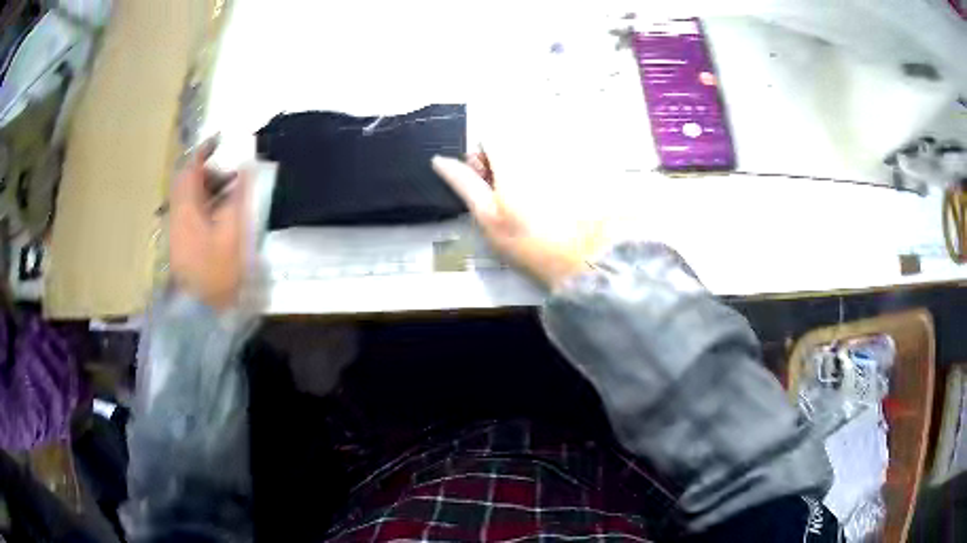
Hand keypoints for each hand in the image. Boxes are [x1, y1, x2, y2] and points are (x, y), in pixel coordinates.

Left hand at [170, 138, 247, 310]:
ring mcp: (177, 231)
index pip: (190, 169)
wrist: (201, 314)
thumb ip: (239, 195)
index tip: (222, 140)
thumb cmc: (219, 272)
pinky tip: (221, 216)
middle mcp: (176, 215)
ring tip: (232, 196)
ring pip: (189, 198)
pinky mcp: (181, 244)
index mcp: (186, 209)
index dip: (204, 150)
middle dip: (209, 172)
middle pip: (187, 182)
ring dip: (209, 189)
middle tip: (233, 176)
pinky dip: (205, 205)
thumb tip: (247, 166)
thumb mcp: (234, 232)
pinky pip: (190, 213)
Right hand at [432, 151, 606, 288]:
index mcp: (512, 155)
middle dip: (507, 162)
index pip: (488, 137)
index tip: (488, 184)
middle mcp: (539, 146)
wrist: (585, 260)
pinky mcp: (587, 165)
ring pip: (538, 151)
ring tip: (538, 201)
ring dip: (531, 167)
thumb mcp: (488, 216)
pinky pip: (564, 159)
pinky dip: (555, 174)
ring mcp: (566, 154)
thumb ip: (463, 183)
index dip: (482, 159)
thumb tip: (439, 160)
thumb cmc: (529, 242)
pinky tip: (560, 200)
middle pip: (514, 141)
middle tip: (512, 196)